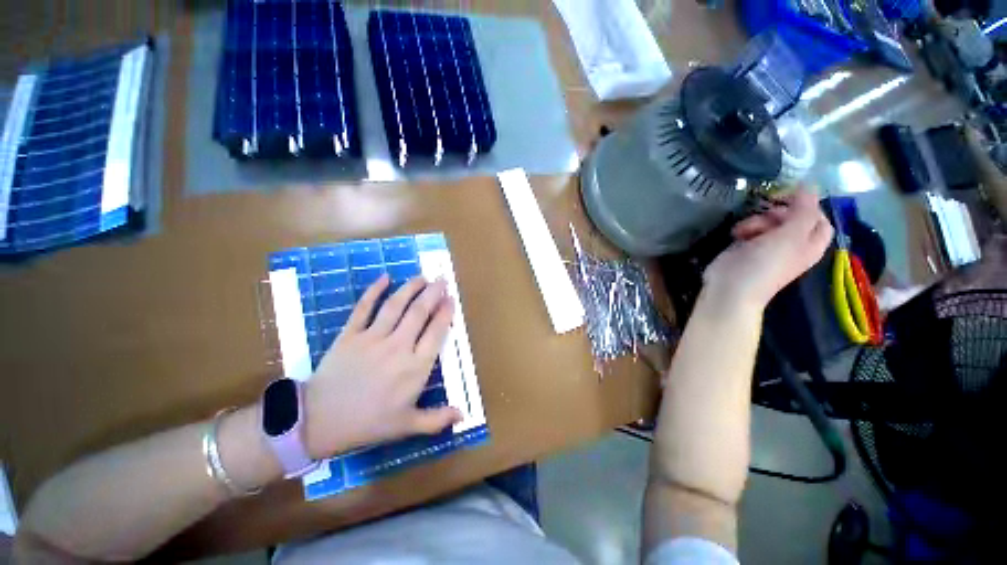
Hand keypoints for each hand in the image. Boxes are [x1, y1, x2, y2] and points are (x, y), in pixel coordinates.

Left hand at [303, 275, 459, 459]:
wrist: (319, 422)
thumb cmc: (368, 423)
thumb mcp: (407, 425)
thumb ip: (437, 419)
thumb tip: (463, 415)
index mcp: (415, 367)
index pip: (436, 332)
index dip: (445, 313)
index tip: (451, 299)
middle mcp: (398, 347)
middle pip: (420, 313)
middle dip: (433, 293)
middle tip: (442, 280)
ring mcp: (373, 338)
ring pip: (396, 306)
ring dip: (411, 288)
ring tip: (422, 277)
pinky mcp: (350, 334)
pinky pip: (364, 308)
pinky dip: (374, 291)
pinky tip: (384, 277)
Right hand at [703, 190, 832, 308]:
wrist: (731, 288)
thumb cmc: (765, 264)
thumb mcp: (790, 235)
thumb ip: (803, 210)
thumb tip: (812, 185)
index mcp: (810, 244)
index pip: (819, 218)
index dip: (807, 206)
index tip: (788, 198)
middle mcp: (792, 245)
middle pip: (792, 218)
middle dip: (777, 213)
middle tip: (765, 213)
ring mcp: (768, 247)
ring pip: (768, 222)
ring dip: (756, 220)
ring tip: (745, 230)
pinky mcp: (747, 248)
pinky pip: (751, 230)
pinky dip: (744, 228)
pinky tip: (736, 234)